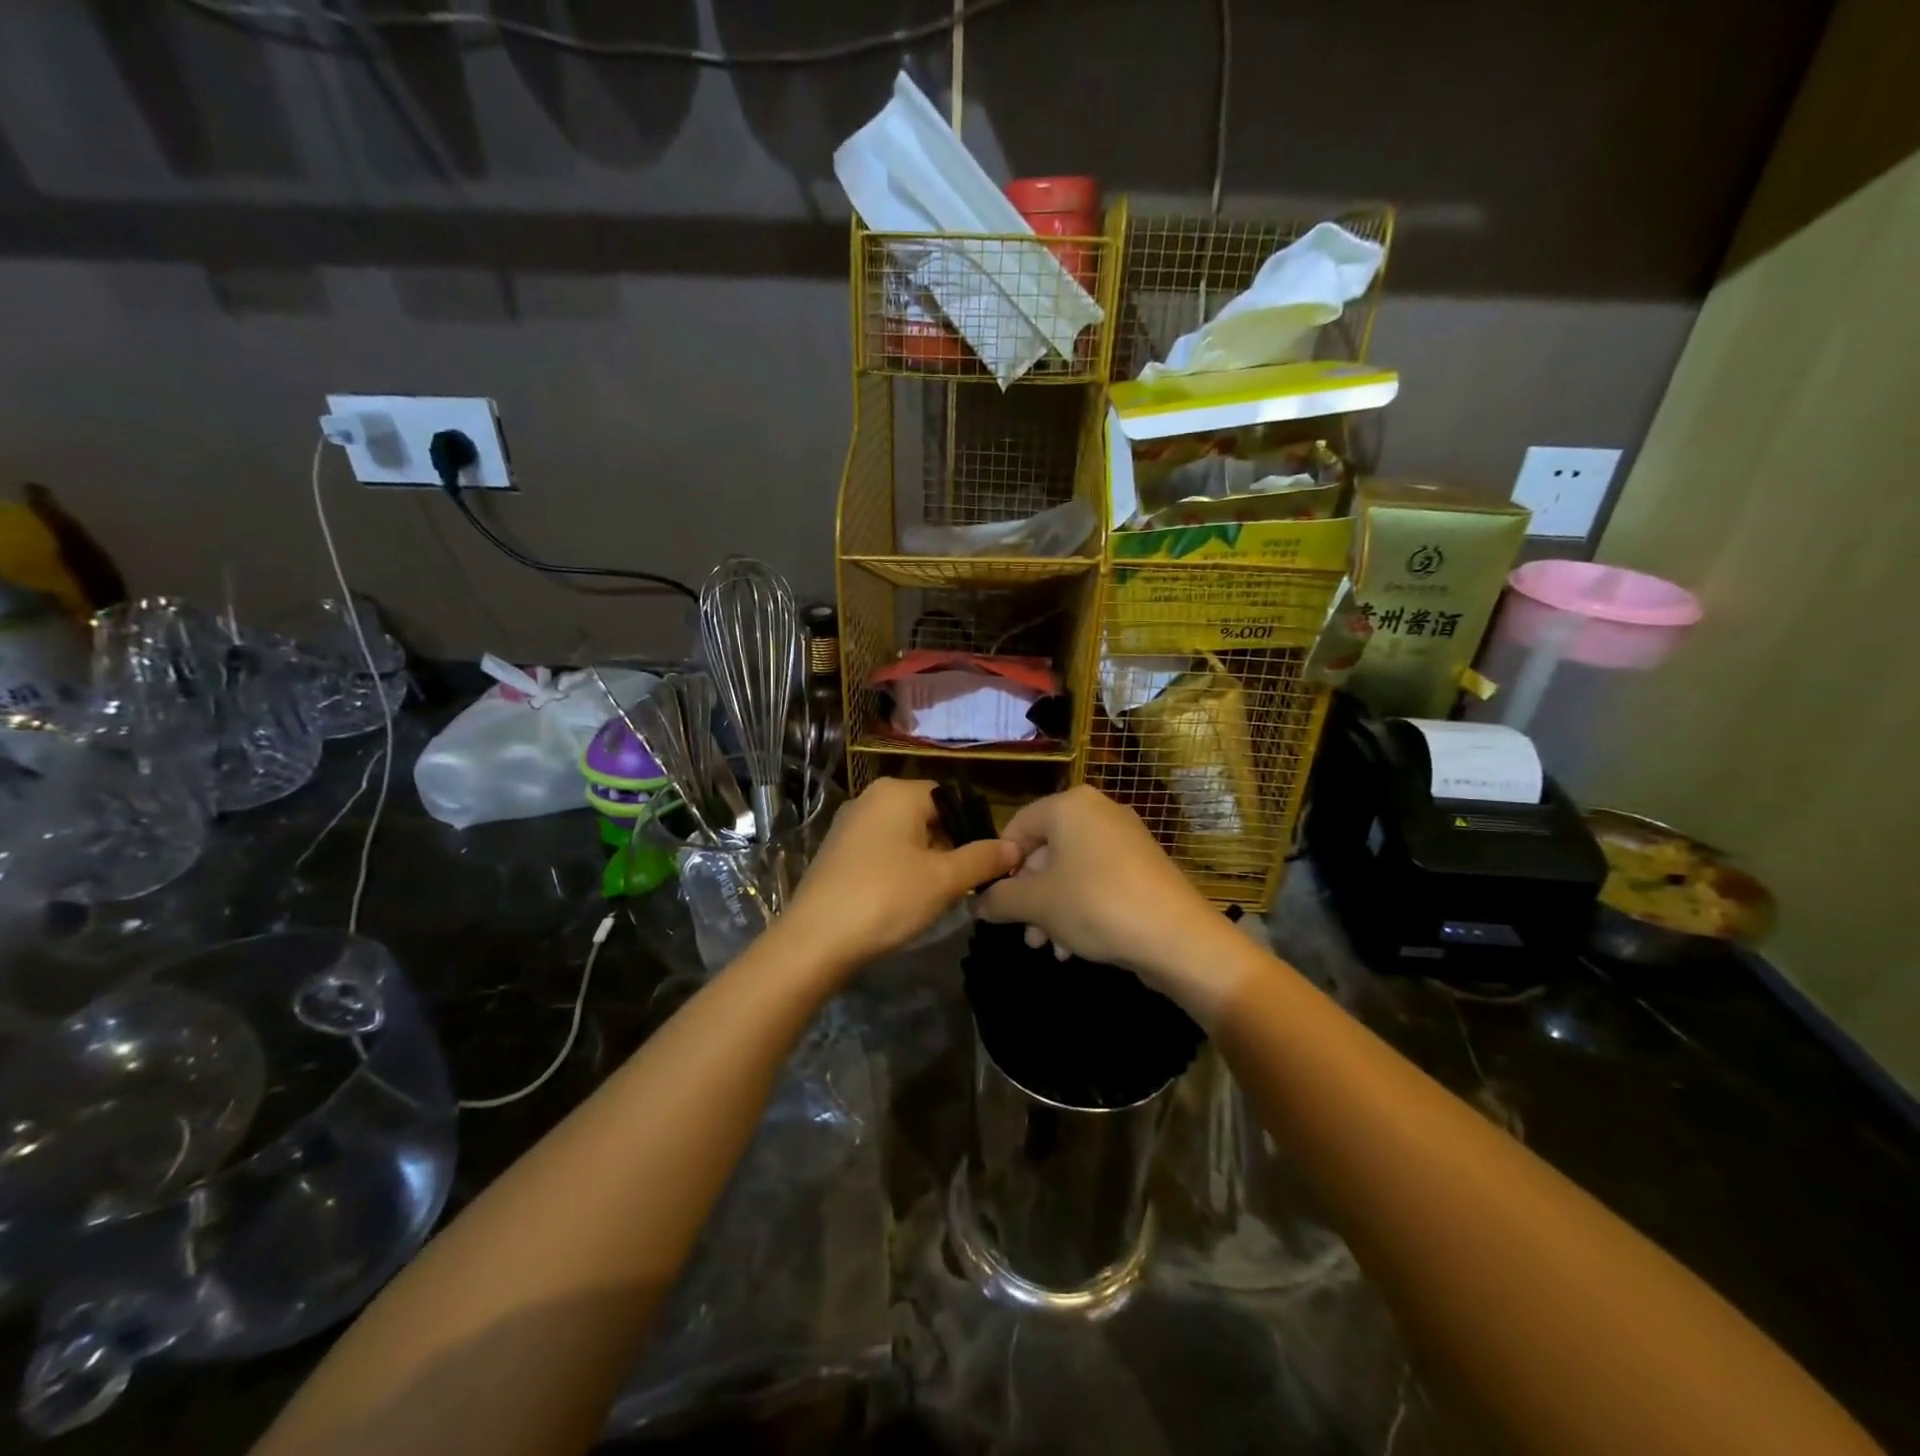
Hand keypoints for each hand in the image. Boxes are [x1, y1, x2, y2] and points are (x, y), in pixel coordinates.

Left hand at [782, 778, 1019, 968]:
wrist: (815, 940)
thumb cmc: (886, 898)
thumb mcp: (944, 880)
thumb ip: (983, 859)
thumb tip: (1015, 847)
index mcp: (897, 792)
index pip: (950, 799)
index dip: (972, 830)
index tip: (983, 865)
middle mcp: (870, 798)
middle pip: (926, 817)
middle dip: (948, 849)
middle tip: (961, 886)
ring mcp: (848, 825)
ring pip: (903, 837)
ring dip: (925, 862)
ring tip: (935, 897)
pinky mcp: (835, 852)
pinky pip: (880, 852)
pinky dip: (898, 870)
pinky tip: (902, 901)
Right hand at [976, 786, 1232, 997]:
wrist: (1177, 937)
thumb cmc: (1095, 905)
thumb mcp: (1036, 904)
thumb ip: (999, 900)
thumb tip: (977, 904)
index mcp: (1070, 805)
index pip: (1017, 827)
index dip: (1000, 866)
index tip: (995, 901)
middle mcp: (1098, 811)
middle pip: (1045, 850)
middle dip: (1029, 895)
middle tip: (1023, 932)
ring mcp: (1125, 837)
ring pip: (1070, 870)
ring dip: (1052, 908)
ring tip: (1047, 946)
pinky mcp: (1143, 865)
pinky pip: (1098, 880)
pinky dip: (1080, 907)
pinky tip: (1073, 947)